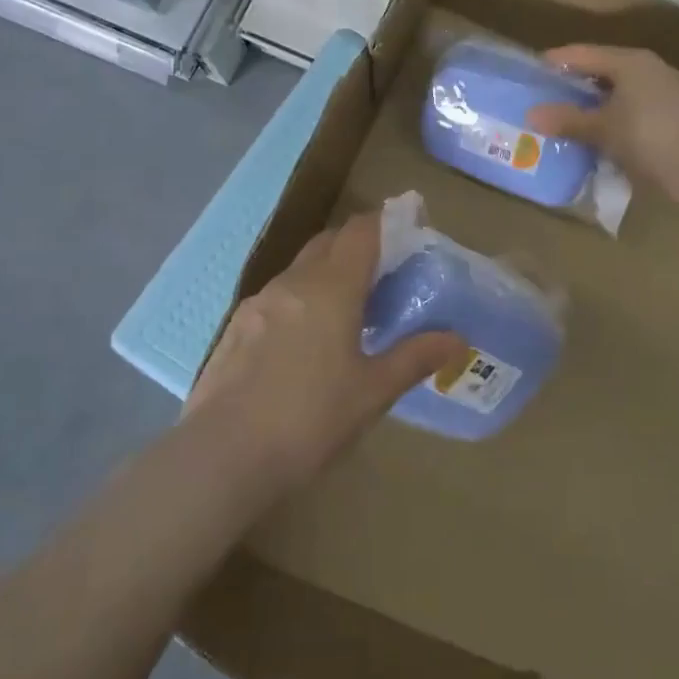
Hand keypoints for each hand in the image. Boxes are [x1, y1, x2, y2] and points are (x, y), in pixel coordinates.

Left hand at [186, 213, 466, 490]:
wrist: (221, 457)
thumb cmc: (309, 419)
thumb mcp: (372, 392)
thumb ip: (414, 358)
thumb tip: (457, 339)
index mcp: (331, 287)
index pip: (362, 230)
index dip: (387, 221)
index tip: (410, 226)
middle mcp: (292, 282)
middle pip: (329, 242)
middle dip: (358, 245)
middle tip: (385, 273)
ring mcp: (257, 303)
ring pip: (300, 270)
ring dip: (327, 274)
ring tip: (348, 310)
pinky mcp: (235, 328)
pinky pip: (277, 298)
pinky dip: (300, 301)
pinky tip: (306, 342)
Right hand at [524, 44, 678, 206]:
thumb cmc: (648, 135)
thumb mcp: (602, 128)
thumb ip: (567, 119)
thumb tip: (531, 114)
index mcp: (630, 62)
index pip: (585, 53)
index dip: (558, 61)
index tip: (534, 69)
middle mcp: (650, 69)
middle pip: (605, 70)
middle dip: (577, 83)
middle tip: (549, 94)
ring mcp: (667, 93)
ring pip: (622, 92)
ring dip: (598, 104)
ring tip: (572, 117)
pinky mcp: (676, 117)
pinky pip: (635, 110)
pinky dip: (616, 118)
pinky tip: (603, 135)